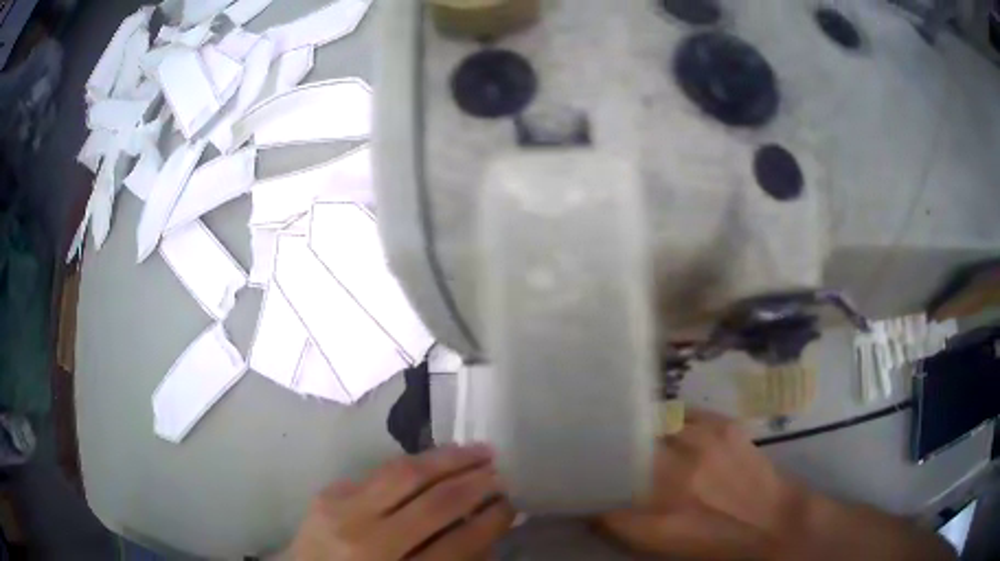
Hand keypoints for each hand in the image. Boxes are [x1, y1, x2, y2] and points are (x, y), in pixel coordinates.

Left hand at [290, 445, 514, 560]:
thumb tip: (486, 526)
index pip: (456, 545)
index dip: (490, 522)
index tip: (511, 504)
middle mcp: (367, 542)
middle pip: (434, 504)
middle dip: (476, 484)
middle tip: (502, 471)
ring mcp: (342, 512)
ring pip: (404, 473)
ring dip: (448, 459)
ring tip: (479, 451)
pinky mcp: (329, 493)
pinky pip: (380, 472)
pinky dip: (415, 464)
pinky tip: (436, 459)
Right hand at [599, 410, 955, 560]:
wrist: (774, 523)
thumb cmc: (715, 545)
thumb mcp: (660, 547)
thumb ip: (621, 523)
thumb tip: (592, 498)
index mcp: (653, 517)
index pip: (598, 486)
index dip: (579, 471)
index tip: (566, 461)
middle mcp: (673, 477)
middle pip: (620, 446)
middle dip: (601, 440)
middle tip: (587, 435)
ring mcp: (701, 444)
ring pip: (647, 422)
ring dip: (633, 425)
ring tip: (622, 423)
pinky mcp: (722, 425)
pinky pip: (679, 413)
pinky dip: (666, 419)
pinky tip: (666, 426)